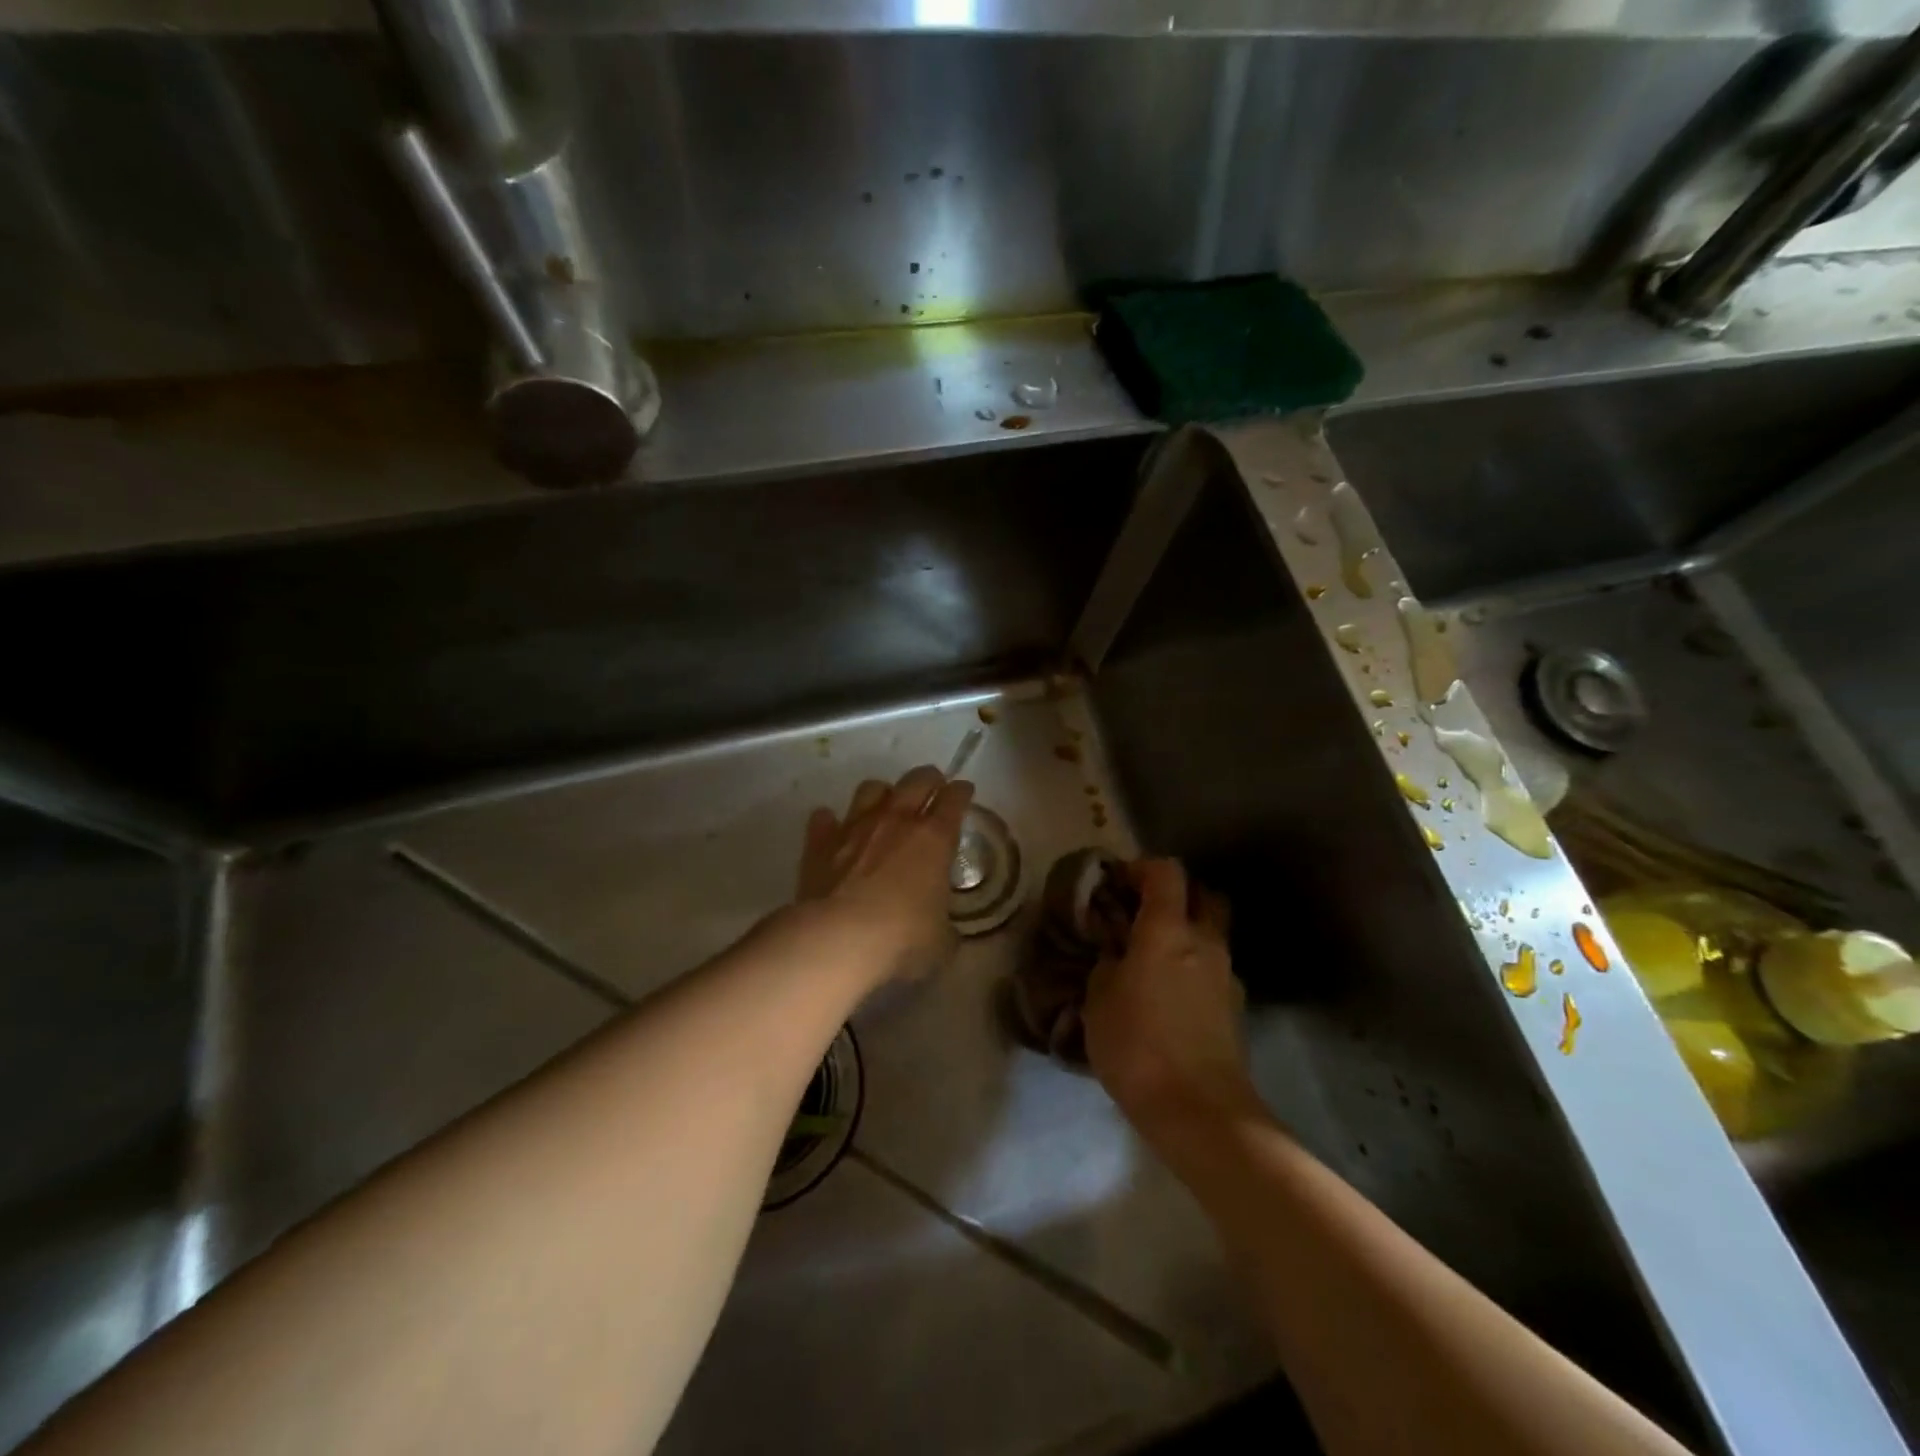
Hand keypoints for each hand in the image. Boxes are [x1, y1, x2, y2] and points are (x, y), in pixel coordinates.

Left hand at [794, 766, 973, 988]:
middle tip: (933, 786)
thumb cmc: (901, 939)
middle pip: (917, 780)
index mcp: (934, 839)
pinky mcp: (820, 842)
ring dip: (882, 793)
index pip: (955, 800)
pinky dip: (831, 821)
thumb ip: (945, 927)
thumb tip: (943, 930)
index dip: (962, 792)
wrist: (837, 939)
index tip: (964, 791)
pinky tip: (834, 829)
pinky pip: (825, 819)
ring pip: (872, 789)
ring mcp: (855, 827)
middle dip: (929, 779)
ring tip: (885, 805)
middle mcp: (896, 821)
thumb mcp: (941, 941)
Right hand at [1084, 859, 1258, 1130]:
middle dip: (1175, 894)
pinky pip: (1213, 970)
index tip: (1116, 883)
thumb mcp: (1099, 999)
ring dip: (1186, 933)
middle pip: (1202, 894)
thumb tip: (1117, 953)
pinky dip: (1193, 968)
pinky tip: (1168, 996)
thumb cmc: (1138, 1045)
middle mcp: (1205, 942)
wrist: (1200, 1111)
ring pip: (1211, 933)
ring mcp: (1227, 975)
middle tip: (1142, 914)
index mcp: (1168, 930)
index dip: (1140, 868)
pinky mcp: (1235, 1008)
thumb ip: (1107, 963)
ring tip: (1151, 960)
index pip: (1166, 871)